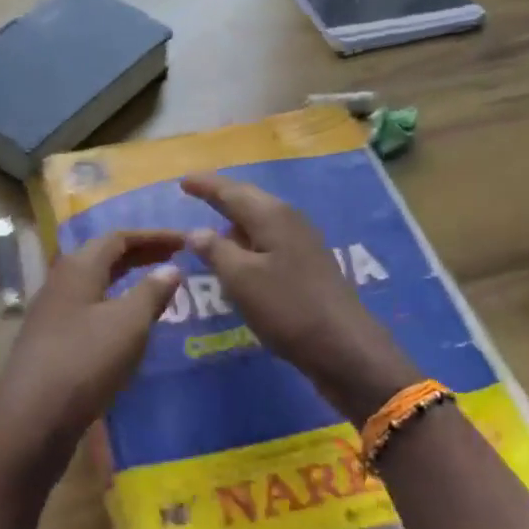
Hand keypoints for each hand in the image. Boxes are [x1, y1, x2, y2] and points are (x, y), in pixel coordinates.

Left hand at [0, 229, 184, 497]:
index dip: (153, 236)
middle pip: (104, 257)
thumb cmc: (85, 361)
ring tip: (157, 290)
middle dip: (140, 255)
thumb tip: (171, 268)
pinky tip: (129, 328)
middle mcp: (61, 282)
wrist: (32, 418)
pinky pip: (89, 310)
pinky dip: (114, 307)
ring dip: (126, 282)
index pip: (118, 238)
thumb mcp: (128, 324)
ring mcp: (52, 313)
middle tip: (175, 259)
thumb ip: (151, 292)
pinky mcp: (51, 342)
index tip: (185, 241)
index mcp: (78, 267)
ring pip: (95, 285)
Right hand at [181, 174, 417, 422]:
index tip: (183, 181)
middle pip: (249, 200)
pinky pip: (270, 241)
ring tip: (212, 227)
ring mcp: (303, 242)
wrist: (345, 346)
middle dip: (222, 196)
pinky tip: (241, 258)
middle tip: (196, 194)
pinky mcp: (309, 265)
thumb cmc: (287, 308)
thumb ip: (215, 250)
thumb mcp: (240, 279)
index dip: (205, 186)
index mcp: (271, 216)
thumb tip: (195, 231)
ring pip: (261, 221)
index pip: (230, 192)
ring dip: (236, 221)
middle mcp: (289, 219)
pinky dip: (250, 242)